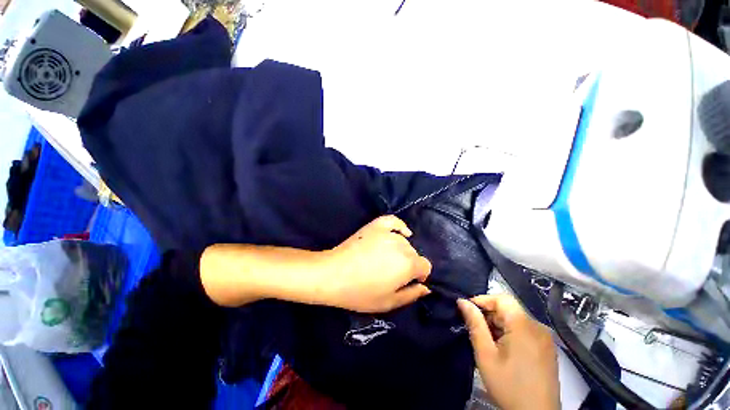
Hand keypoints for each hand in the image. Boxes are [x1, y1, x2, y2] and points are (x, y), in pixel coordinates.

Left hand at [320, 215, 431, 312]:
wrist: (333, 274)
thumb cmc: (361, 292)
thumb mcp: (389, 302)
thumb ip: (411, 295)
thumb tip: (426, 288)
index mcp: (408, 264)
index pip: (425, 266)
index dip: (419, 275)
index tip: (408, 281)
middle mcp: (402, 245)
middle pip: (414, 254)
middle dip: (408, 264)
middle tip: (392, 272)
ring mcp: (388, 233)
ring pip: (404, 241)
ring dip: (401, 250)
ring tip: (386, 258)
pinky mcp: (376, 225)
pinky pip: (394, 221)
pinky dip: (399, 226)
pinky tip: (401, 233)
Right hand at [457, 294, 559, 409]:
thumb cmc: (509, 385)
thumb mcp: (486, 355)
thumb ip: (474, 324)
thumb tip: (462, 302)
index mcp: (524, 325)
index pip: (502, 298)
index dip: (482, 300)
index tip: (467, 310)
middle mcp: (538, 327)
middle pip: (509, 309)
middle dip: (489, 315)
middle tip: (474, 328)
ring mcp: (545, 338)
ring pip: (516, 319)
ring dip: (498, 325)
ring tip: (486, 340)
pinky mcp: (547, 348)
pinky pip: (524, 330)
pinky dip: (510, 333)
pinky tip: (502, 348)